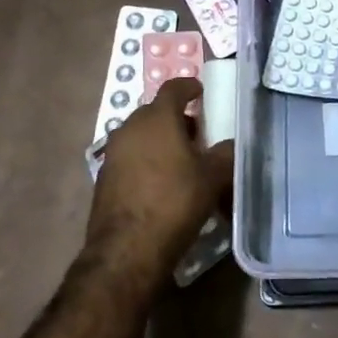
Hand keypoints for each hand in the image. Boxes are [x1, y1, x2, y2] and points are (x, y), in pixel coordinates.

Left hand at [87, 78, 230, 281]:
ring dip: (160, 141)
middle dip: (177, 118)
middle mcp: (130, 128)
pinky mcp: (104, 179)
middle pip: (155, 112)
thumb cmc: (174, 202)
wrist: (126, 250)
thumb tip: (233, 145)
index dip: (189, 87)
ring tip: (182, 161)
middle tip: (198, 134)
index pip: (173, 88)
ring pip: (141, 136)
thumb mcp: (213, 178)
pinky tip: (161, 184)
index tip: (201, 92)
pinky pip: (130, 158)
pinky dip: (146, 161)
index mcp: (157, 118)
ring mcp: (113, 153)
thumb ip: (226, 154)